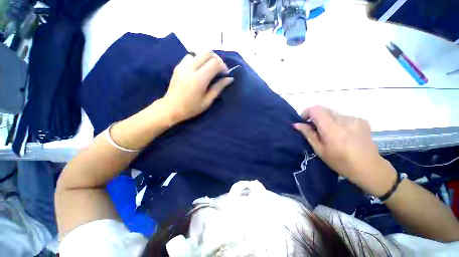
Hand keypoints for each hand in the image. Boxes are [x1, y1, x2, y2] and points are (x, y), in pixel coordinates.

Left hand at [161, 52, 233, 122]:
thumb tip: (229, 79)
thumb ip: (218, 88)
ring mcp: (182, 65)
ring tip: (210, 70)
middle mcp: (190, 68)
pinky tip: (199, 70)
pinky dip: (198, 60)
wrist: (171, 108)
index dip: (223, 66)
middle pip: (208, 53)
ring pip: (199, 53)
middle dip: (217, 60)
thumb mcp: (207, 101)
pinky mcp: (178, 66)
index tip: (225, 74)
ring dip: (207, 59)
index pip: (215, 63)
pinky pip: (191, 57)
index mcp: (199, 79)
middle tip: (220, 70)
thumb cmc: (191, 108)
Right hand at [294, 106, 396, 194]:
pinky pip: (343, 116)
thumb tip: (296, 124)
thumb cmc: (340, 162)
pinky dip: (338, 122)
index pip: (315, 109)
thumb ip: (308, 134)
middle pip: (324, 109)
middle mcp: (344, 120)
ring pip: (333, 113)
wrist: (369, 168)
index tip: (304, 122)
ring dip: (327, 120)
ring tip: (330, 134)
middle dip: (316, 117)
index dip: (307, 112)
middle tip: (315, 130)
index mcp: (332, 128)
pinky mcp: (361, 121)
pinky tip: (342, 133)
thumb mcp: (319, 150)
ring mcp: (354, 119)